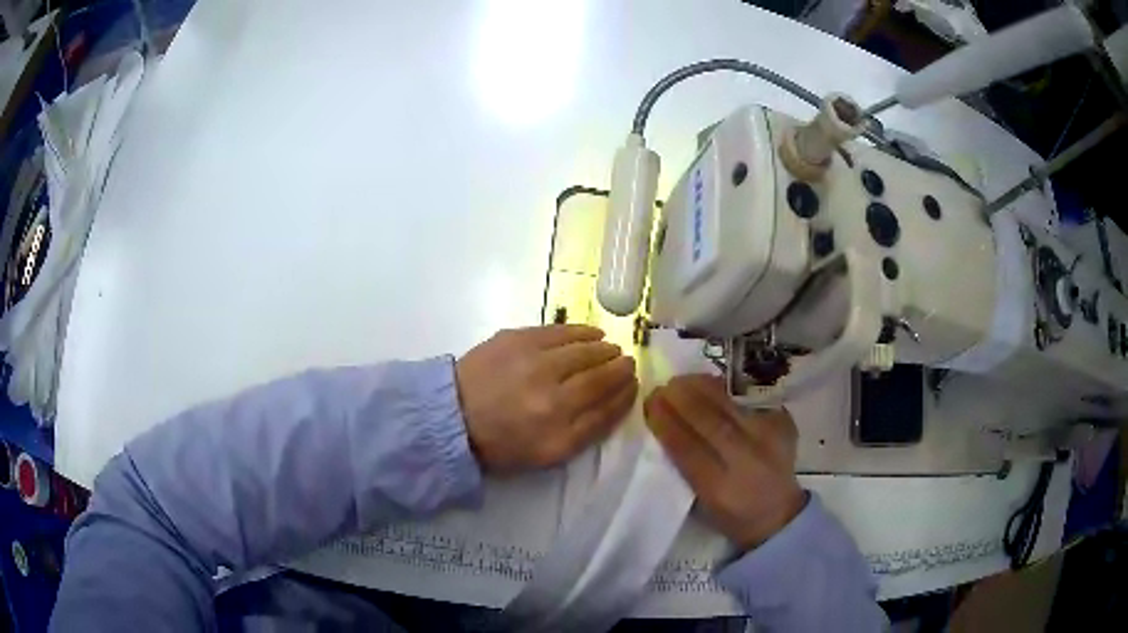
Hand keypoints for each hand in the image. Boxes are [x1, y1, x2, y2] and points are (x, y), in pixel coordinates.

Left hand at [456, 325, 637, 473]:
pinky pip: (561, 331)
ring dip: (605, 349)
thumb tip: (615, 400)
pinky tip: (593, 333)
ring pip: (585, 351)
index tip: (634, 385)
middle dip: (620, 369)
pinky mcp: (518, 339)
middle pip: (600, 377)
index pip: (606, 409)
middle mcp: (552, 397)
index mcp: (558, 433)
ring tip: (611, 349)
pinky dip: (582, 332)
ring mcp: (535, 364)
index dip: (625, 395)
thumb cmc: (501, 442)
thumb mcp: (546, 454)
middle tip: (628, 363)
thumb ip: (585, 431)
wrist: (452, 416)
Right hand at [644, 375, 804, 549]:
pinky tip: (709, 382)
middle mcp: (748, 463)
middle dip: (682, 401)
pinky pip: (750, 399)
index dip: (667, 424)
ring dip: (702, 388)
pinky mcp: (783, 424)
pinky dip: (726, 389)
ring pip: (732, 406)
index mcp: (721, 490)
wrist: (778, 513)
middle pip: (712, 423)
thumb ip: (684, 467)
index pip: (688, 450)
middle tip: (662, 387)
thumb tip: (665, 426)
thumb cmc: (730, 512)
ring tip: (681, 380)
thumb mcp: (701, 501)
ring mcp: (770, 440)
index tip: (649, 404)